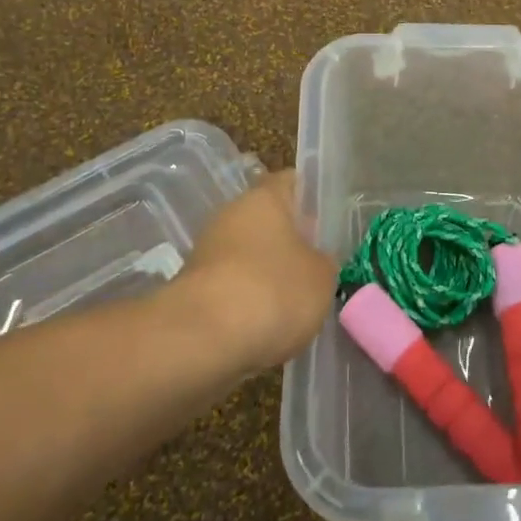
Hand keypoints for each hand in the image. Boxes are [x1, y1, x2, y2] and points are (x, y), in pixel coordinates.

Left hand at [171, 170, 337, 372]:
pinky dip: (247, 302)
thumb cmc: (273, 291)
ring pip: (248, 255)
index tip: (328, 221)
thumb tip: (315, 260)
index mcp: (265, 198)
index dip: (311, 197)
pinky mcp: (193, 288)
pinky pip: (231, 287)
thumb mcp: (321, 277)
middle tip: (317, 267)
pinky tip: (265, 325)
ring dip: (268, 274)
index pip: (292, 181)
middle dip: (290, 242)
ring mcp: (208, 251)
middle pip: (268, 220)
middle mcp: (232, 214)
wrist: (202, 339)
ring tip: (295, 304)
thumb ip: (323, 262)